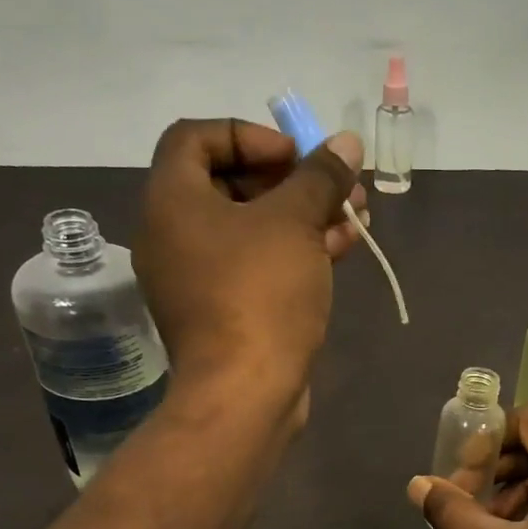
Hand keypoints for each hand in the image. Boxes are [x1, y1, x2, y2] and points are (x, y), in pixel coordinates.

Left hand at [135, 118, 365, 404]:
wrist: (246, 393)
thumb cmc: (260, 295)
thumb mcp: (295, 223)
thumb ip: (320, 177)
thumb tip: (346, 143)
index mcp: (172, 201)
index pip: (197, 137)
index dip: (250, 135)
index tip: (296, 155)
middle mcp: (173, 235)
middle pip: (231, 185)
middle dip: (292, 181)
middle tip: (339, 186)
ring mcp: (197, 279)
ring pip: (252, 230)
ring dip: (303, 217)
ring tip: (355, 217)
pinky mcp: (223, 313)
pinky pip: (256, 267)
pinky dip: (294, 253)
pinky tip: (341, 250)